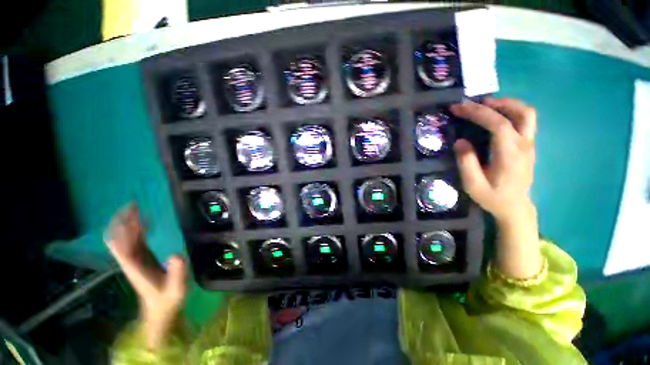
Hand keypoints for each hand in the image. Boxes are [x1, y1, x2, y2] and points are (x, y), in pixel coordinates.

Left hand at [104, 204, 186, 348]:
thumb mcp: (176, 288)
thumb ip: (176, 273)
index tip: (132, 214)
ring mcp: (135, 259)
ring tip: (135, 207)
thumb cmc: (168, 299)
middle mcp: (131, 260)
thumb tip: (176, 254)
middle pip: (118, 238)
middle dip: (121, 221)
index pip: (121, 246)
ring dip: (127, 222)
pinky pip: (134, 240)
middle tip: (132, 204)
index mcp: (135, 267)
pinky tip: (144, 220)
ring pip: (124, 237)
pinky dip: (135, 228)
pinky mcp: (141, 258)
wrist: (160, 309)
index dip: (123, 230)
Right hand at [450, 98, 541, 278]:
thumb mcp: (473, 184)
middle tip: (473, 103)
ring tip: (484, 105)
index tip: (458, 108)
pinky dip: (510, 112)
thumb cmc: (492, 197)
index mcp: (510, 154)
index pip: (498, 124)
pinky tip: (495, 116)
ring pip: (527, 113)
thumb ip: (466, 162)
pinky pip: (524, 120)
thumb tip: (460, 141)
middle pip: (520, 112)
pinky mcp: (528, 145)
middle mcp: (524, 145)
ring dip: (506, 104)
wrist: (515, 207)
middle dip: (495, 103)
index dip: (477, 112)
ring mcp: (529, 144)